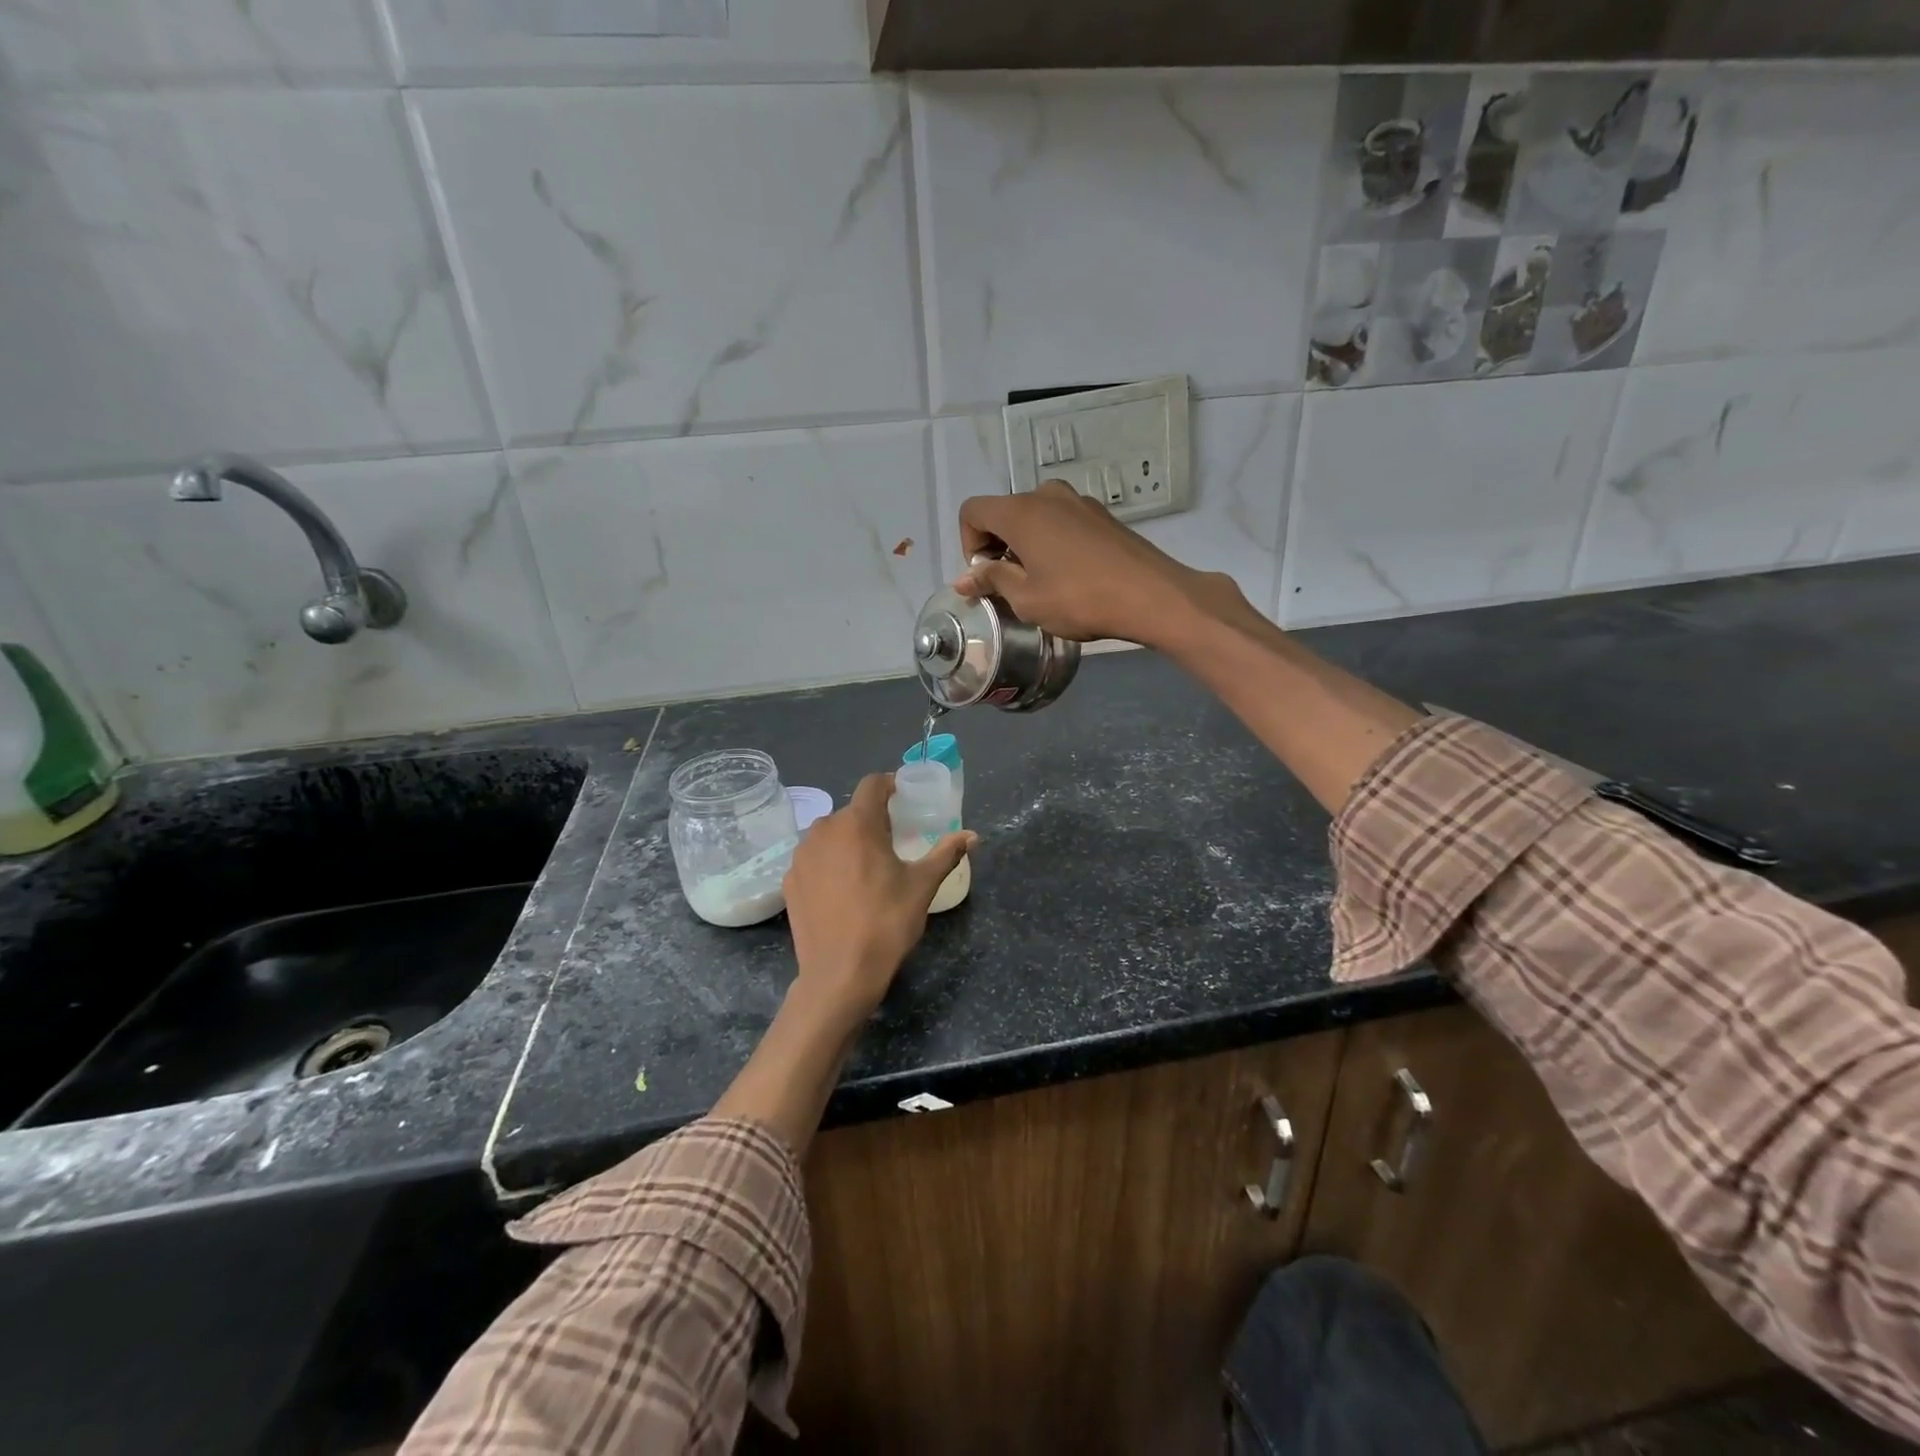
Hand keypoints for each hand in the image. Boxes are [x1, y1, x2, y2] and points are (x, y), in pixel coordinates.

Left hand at [783, 773, 974, 1026]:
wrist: (839, 973)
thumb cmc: (886, 922)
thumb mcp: (923, 886)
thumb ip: (946, 853)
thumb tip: (972, 836)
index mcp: (857, 823)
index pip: (872, 784)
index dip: (889, 784)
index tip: (903, 797)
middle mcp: (823, 830)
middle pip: (851, 812)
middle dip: (872, 820)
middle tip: (893, 841)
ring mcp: (801, 856)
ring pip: (829, 835)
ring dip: (848, 841)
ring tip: (866, 867)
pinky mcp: (789, 881)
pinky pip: (813, 859)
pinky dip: (829, 864)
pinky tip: (842, 890)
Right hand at [956, 480, 1237, 649]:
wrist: (1151, 595)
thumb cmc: (1079, 599)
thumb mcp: (1026, 599)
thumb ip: (992, 581)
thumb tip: (964, 579)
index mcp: (1021, 511)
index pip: (973, 511)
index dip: (969, 544)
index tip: (986, 576)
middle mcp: (1047, 495)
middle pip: (1005, 511)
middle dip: (997, 545)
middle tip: (1009, 584)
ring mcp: (1079, 501)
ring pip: (1035, 516)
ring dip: (1026, 544)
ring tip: (1040, 581)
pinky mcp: (1102, 515)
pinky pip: (1062, 521)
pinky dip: (1052, 541)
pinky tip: (1069, 575)